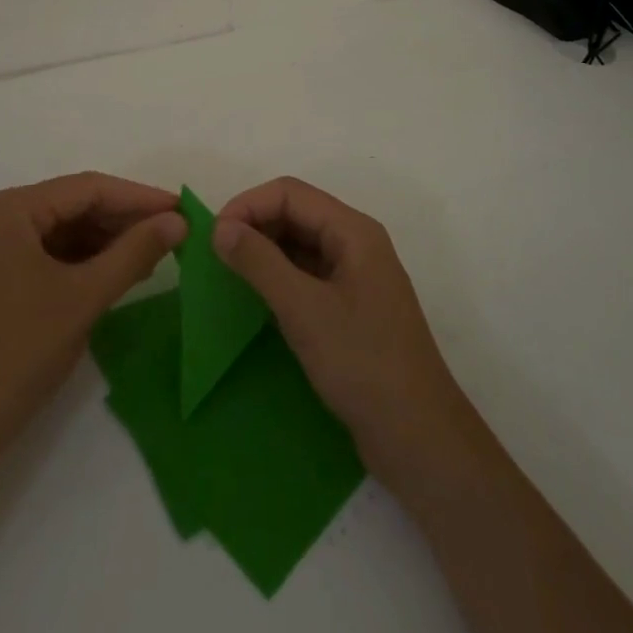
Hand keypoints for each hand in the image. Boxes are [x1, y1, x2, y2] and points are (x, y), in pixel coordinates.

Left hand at [0, 173, 184, 468]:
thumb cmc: (18, 353)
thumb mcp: (84, 297)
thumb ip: (134, 252)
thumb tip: (178, 221)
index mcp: (10, 210)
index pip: (87, 189)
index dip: (138, 197)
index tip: (181, 209)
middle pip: (73, 206)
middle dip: (123, 220)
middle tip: (172, 234)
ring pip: (62, 231)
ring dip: (106, 242)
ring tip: (152, 254)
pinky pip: (47, 255)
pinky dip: (83, 262)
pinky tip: (116, 274)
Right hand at [213, 177, 479, 497]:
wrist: (420, 439)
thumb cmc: (363, 364)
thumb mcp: (304, 310)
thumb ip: (260, 263)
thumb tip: (221, 227)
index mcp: (353, 231)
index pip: (291, 193)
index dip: (248, 204)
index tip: (213, 236)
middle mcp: (356, 244)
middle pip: (296, 213)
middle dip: (254, 225)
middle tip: (215, 256)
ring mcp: (355, 277)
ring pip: (300, 245)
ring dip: (263, 252)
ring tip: (227, 275)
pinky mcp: (350, 309)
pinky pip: (307, 275)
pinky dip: (278, 278)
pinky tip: (255, 299)